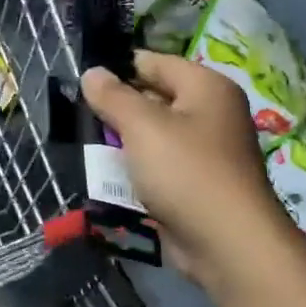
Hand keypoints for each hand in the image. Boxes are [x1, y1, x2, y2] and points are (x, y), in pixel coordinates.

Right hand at [82, 51, 299, 288]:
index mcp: (206, 87)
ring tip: (87, 146)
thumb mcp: (142, 127)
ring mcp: (207, 150)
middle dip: (118, 107)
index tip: (81, 82)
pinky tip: (109, 175)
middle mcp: (211, 113)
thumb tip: (92, 72)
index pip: (154, 62)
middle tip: (78, 116)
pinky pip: (160, 165)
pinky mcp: (198, 183)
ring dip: (123, 141)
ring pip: (154, 134)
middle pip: (154, 98)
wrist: (227, 244)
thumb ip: (113, 96)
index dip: (118, 69)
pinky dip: (137, 168)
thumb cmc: (185, 172)